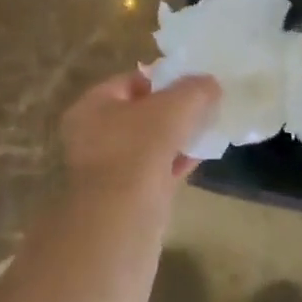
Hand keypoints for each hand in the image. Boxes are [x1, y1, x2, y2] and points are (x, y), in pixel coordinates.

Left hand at [60, 70, 219, 197]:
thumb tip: (210, 83)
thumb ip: (194, 90)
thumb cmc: (138, 150)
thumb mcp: (173, 109)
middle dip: (173, 111)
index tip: (194, 83)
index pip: (130, 81)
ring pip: (150, 144)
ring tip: (209, 129)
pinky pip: (156, 171)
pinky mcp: (126, 198)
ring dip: (178, 137)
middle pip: (141, 114)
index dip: (163, 79)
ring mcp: (109, 170)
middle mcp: (93, 136)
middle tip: (204, 106)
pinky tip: (203, 157)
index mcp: (92, 107)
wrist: (122, 222)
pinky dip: (177, 162)